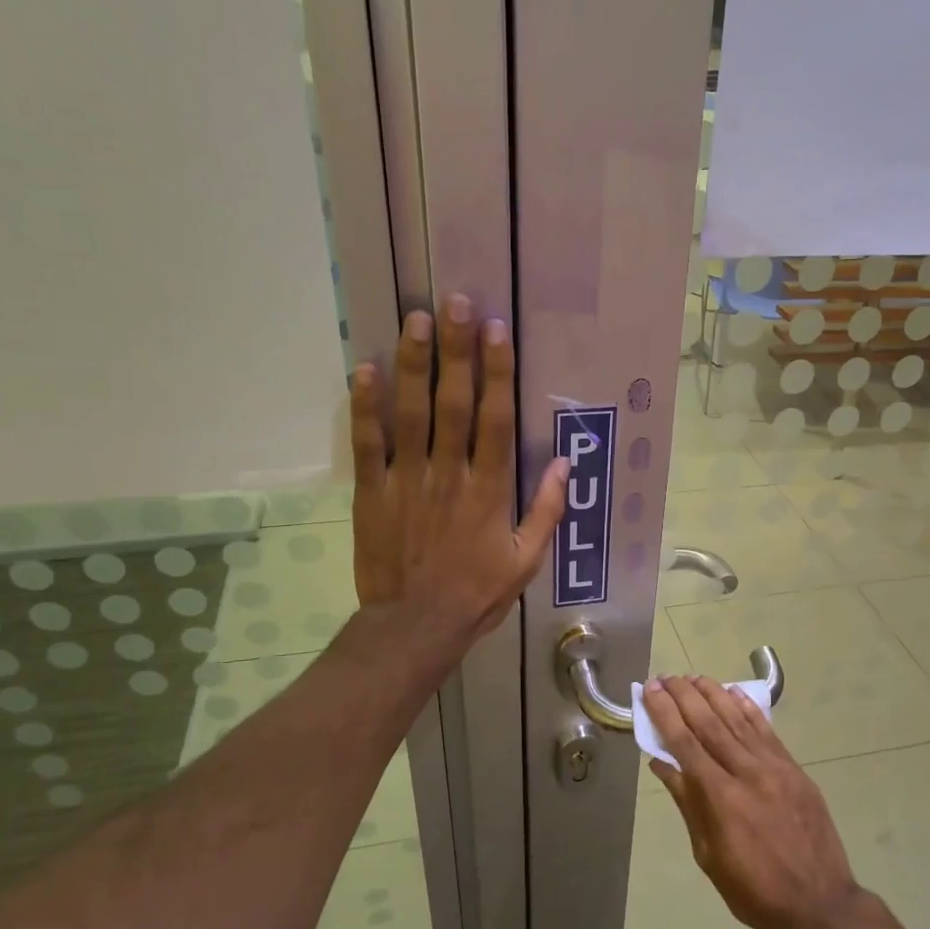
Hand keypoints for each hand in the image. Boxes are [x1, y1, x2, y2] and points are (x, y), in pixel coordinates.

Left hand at [351, 296, 566, 646]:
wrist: (415, 625)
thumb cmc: (476, 594)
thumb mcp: (525, 561)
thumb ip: (544, 512)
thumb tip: (564, 466)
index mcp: (488, 491)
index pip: (495, 421)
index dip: (496, 373)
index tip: (496, 332)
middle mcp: (448, 475)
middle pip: (452, 404)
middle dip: (456, 351)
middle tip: (456, 303)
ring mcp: (406, 481)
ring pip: (411, 414)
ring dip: (415, 364)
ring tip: (417, 318)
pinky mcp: (372, 492)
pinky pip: (368, 444)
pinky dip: (365, 406)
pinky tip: (366, 369)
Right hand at [642, 675, 870, 928]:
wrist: (820, 903)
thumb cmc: (754, 890)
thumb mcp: (709, 856)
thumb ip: (689, 804)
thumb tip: (663, 764)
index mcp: (720, 797)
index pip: (685, 743)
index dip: (665, 713)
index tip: (650, 690)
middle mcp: (747, 772)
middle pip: (709, 724)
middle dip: (684, 697)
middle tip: (665, 677)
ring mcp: (775, 768)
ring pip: (738, 721)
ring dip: (713, 695)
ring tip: (693, 678)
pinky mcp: (795, 770)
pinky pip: (767, 732)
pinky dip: (748, 710)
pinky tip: (734, 694)